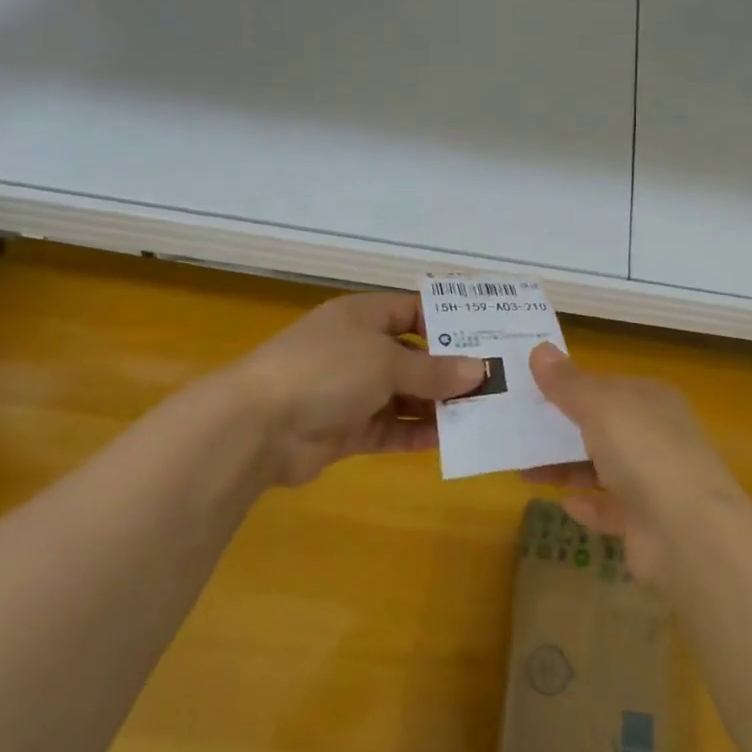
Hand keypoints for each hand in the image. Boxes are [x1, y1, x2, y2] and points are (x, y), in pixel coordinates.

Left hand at [226, 292, 485, 488]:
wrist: (257, 427)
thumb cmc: (327, 371)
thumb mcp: (387, 362)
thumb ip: (435, 370)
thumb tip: (480, 371)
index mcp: (363, 317)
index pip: (413, 311)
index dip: (448, 323)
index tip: (487, 338)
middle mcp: (358, 349)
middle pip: (413, 356)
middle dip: (449, 371)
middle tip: (494, 383)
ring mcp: (350, 391)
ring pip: (404, 395)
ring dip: (437, 405)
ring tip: (481, 414)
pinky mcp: (346, 429)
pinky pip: (390, 427)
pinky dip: (416, 433)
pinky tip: (449, 440)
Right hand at [521, 344, 748, 587]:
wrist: (688, 531)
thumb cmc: (644, 451)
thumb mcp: (600, 405)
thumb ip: (567, 382)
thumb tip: (539, 348)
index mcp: (652, 400)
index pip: (607, 386)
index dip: (570, 385)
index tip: (530, 390)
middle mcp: (656, 436)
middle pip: (603, 426)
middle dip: (562, 428)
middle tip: (517, 429)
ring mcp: (655, 481)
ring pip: (602, 467)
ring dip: (566, 467)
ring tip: (523, 469)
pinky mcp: (647, 523)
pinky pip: (610, 508)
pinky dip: (587, 505)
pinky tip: (562, 503)